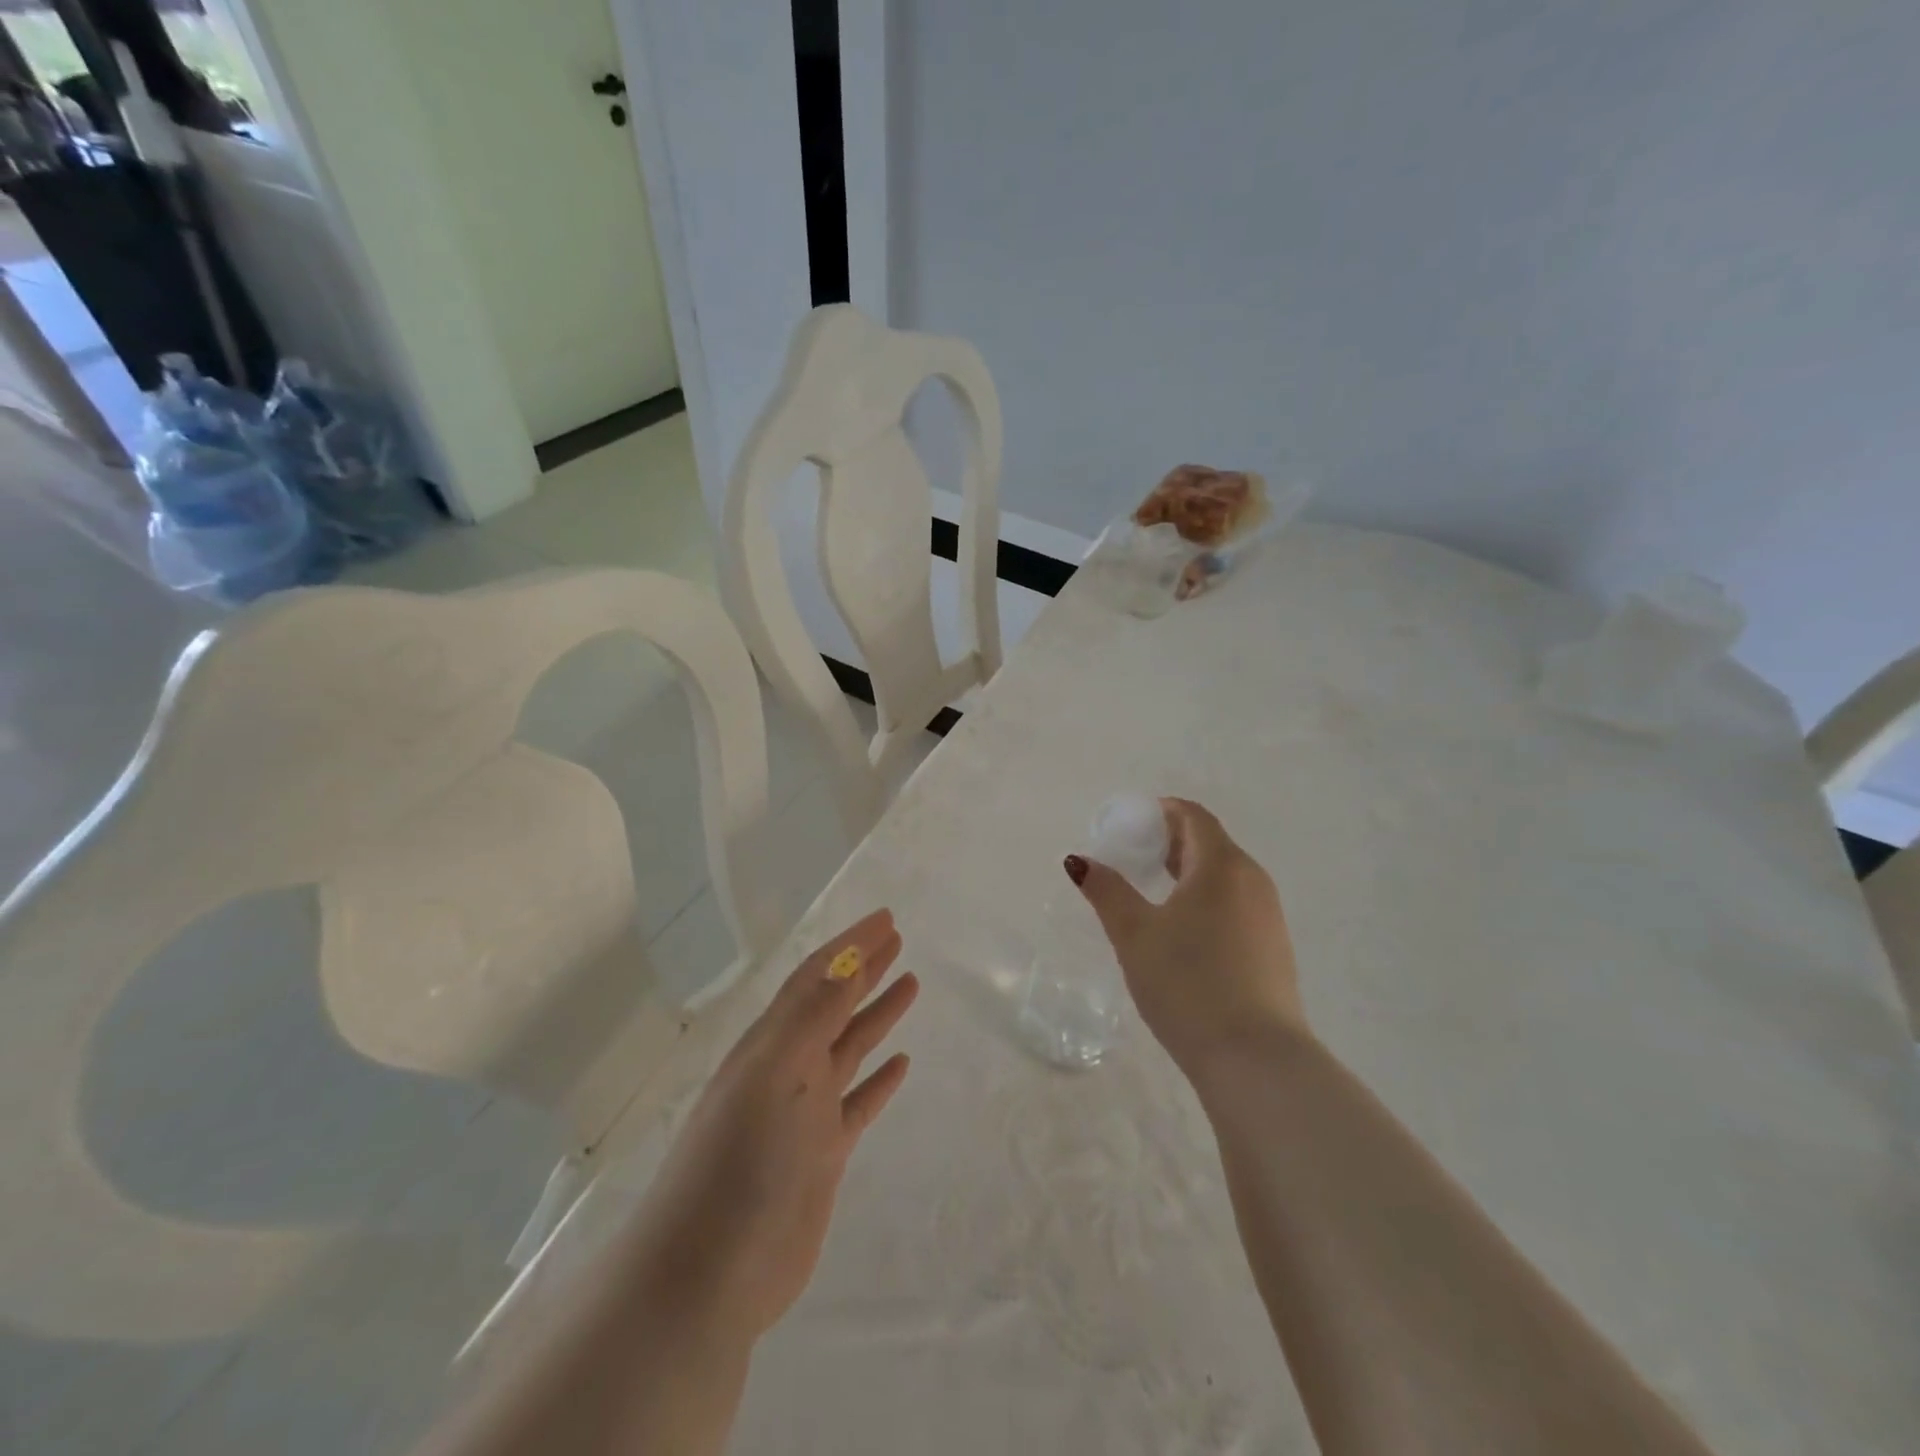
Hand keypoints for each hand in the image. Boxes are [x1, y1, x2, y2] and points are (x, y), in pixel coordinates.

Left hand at [622, 909, 917, 1343]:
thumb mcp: (775, 1074)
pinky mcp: (820, 1155)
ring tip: (910, 984)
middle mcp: (788, 1069)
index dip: (850, 945)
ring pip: (848, 1047)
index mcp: (771, 1043)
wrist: (707, 1275)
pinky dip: (879, 1080)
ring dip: (876, 1014)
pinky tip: (900, 1064)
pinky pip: (857, 1103)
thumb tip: (846, 958)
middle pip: (834, 1005)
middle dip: (865, 969)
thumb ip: (812, 1016)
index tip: (886, 918)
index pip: (817, 978)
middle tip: (899, 939)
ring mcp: (805, 1113)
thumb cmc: (738, 1161)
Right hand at [1067, 799, 1304, 1072]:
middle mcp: (1252, 880)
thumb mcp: (1134, 934)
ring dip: (1191, 871)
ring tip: (1154, 891)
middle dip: (1173, 841)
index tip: (1132, 822)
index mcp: (1221, 865)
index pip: (1194, 817)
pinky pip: (1237, 904)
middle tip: (1135, 855)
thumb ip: (1106, 890)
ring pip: (1226, 876)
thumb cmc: (1187, 983)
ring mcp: (1269, 916)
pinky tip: (1185, 930)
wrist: (1255, 1058)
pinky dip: (1208, 899)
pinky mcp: (1274, 948)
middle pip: (1211, 843)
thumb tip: (1078, 860)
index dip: (1163, 811)